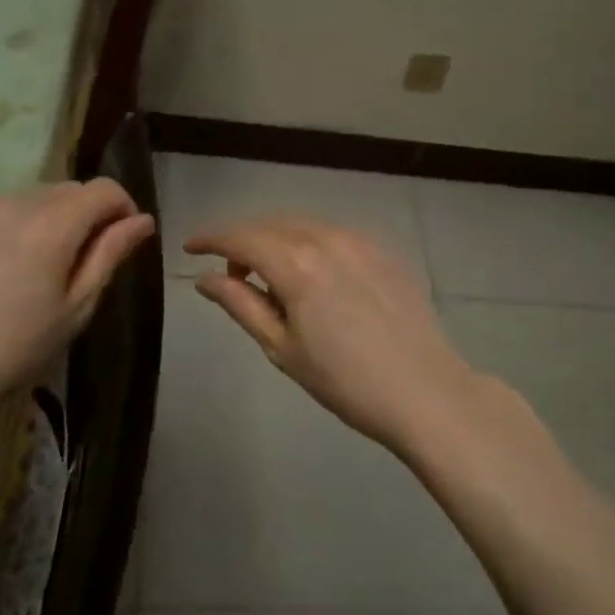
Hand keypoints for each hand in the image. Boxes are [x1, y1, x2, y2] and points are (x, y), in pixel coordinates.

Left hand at [0, 180, 155, 415]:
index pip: (103, 189)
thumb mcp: (76, 307)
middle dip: (82, 215)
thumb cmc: (16, 349)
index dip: (122, 207)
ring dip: (42, 220)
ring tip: (28, 268)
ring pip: (28, 199)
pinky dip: (3, 228)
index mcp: (52, 225)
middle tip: (75, 262)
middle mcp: (14, 202)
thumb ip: (111, 253)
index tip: (121, 237)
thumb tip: (142, 219)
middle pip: (66, 190)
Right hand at [185, 218, 477, 453]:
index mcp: (296, 264)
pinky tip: (312, 274)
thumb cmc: (345, 380)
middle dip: (242, 240)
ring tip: (270, 276)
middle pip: (270, 224)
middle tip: (230, 273)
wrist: (425, 390)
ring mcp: (359, 239)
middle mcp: (325, 238)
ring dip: (276, 239)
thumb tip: (205, 278)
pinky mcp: (382, 249)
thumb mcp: (282, 348)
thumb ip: (241, 304)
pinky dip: (309, 242)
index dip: (210, 239)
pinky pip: (332, 233)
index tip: (190, 248)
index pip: (240, 237)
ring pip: (302, 224)